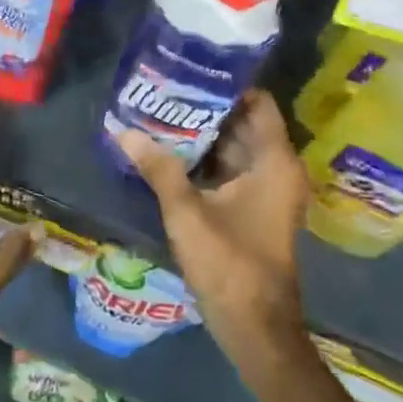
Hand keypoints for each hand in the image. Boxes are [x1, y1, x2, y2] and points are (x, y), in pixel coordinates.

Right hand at [118, 90, 312, 373]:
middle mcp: (279, 170)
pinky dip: (209, 161)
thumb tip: (123, 132)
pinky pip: (235, 171)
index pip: (258, 103)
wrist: (256, 329)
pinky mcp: (258, 210)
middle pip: (245, 124)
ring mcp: (270, 191)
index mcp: (275, 161)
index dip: (227, 85)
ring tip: (163, 115)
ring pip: (237, 149)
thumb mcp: (186, 212)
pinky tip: (173, 154)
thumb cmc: (229, 264)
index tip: (191, 72)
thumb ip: (158, 168)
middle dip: (207, 109)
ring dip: (205, 136)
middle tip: (167, 92)